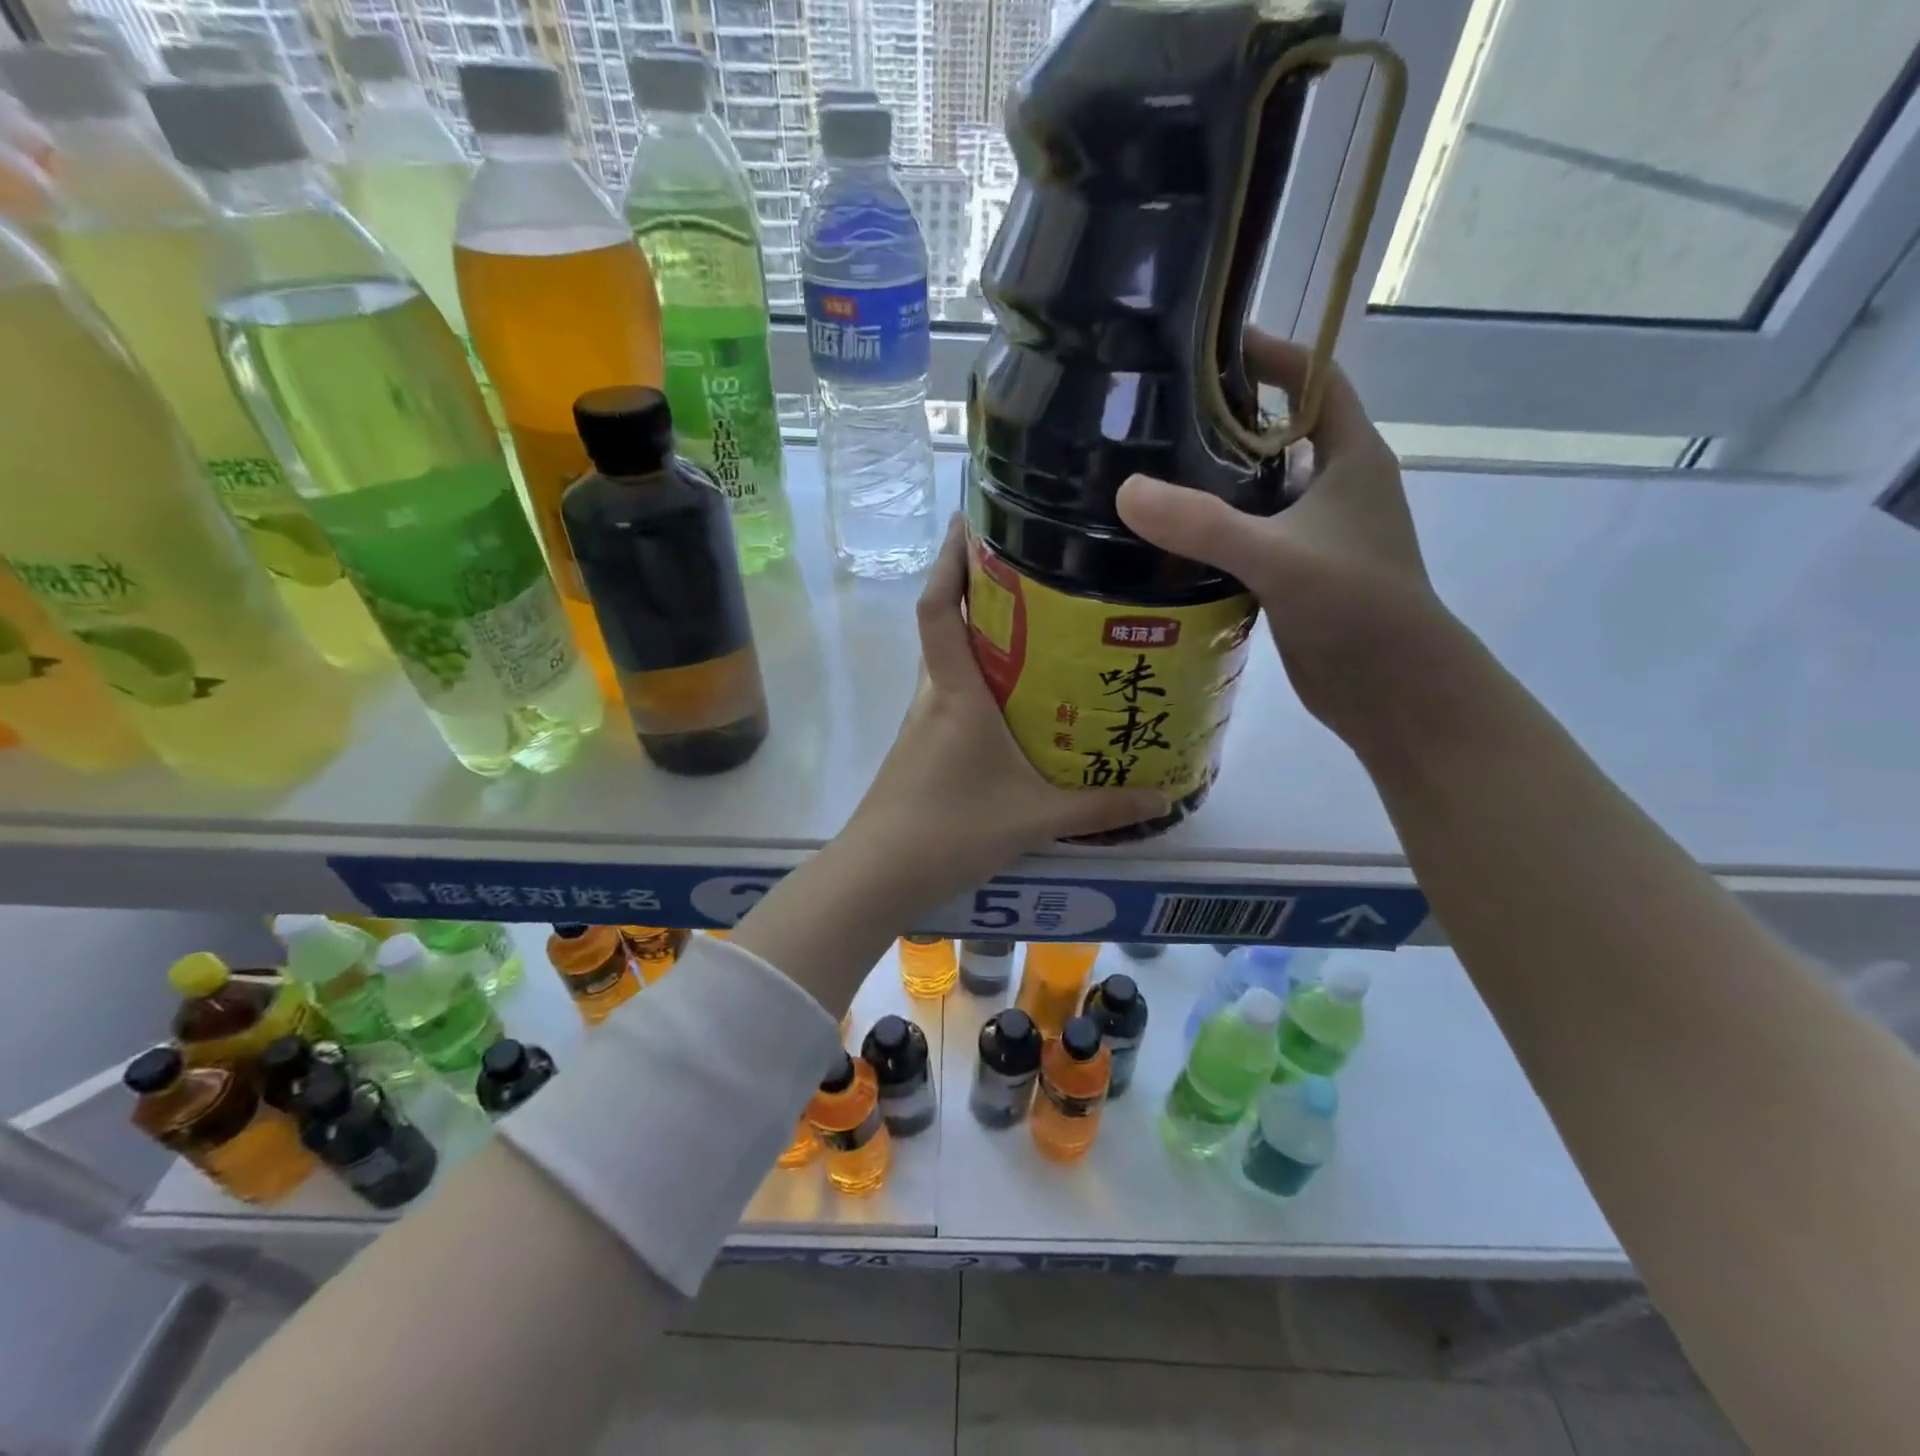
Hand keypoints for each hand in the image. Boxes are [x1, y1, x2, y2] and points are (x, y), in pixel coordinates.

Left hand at [842, 515, 1167, 915]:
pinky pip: (951, 702)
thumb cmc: (949, 830)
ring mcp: (920, 726)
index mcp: (955, 694)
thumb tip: (1163, 796)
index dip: (948, 561)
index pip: (937, 609)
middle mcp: (932, 698)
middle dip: (980, 595)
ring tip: (1039, 634)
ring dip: (982, 644)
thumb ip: (1099, 808)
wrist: (877, 876)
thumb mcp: (1034, 818)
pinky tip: (1015, 709)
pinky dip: (979, 688)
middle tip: (1037, 576)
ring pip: (950, 667)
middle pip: (947, 628)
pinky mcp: (919, 752)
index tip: (968, 520)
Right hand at [1116, 330, 1451, 752]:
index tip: (1212, 345)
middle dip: (1228, 420)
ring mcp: (1317, 537)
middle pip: (1280, 434)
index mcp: (1351, 459)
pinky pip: (1249, 539)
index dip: (1272, 356)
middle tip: (1160, 416)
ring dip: (1217, 483)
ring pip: (1260, 492)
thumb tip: (1125, 490)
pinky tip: (1170, 543)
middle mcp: (1336, 489)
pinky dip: (1215, 534)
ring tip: (1151, 474)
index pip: (1316, 382)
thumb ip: (1203, 524)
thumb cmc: (1356, 607)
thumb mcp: (1278, 557)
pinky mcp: (1296, 577)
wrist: (1393, 690)